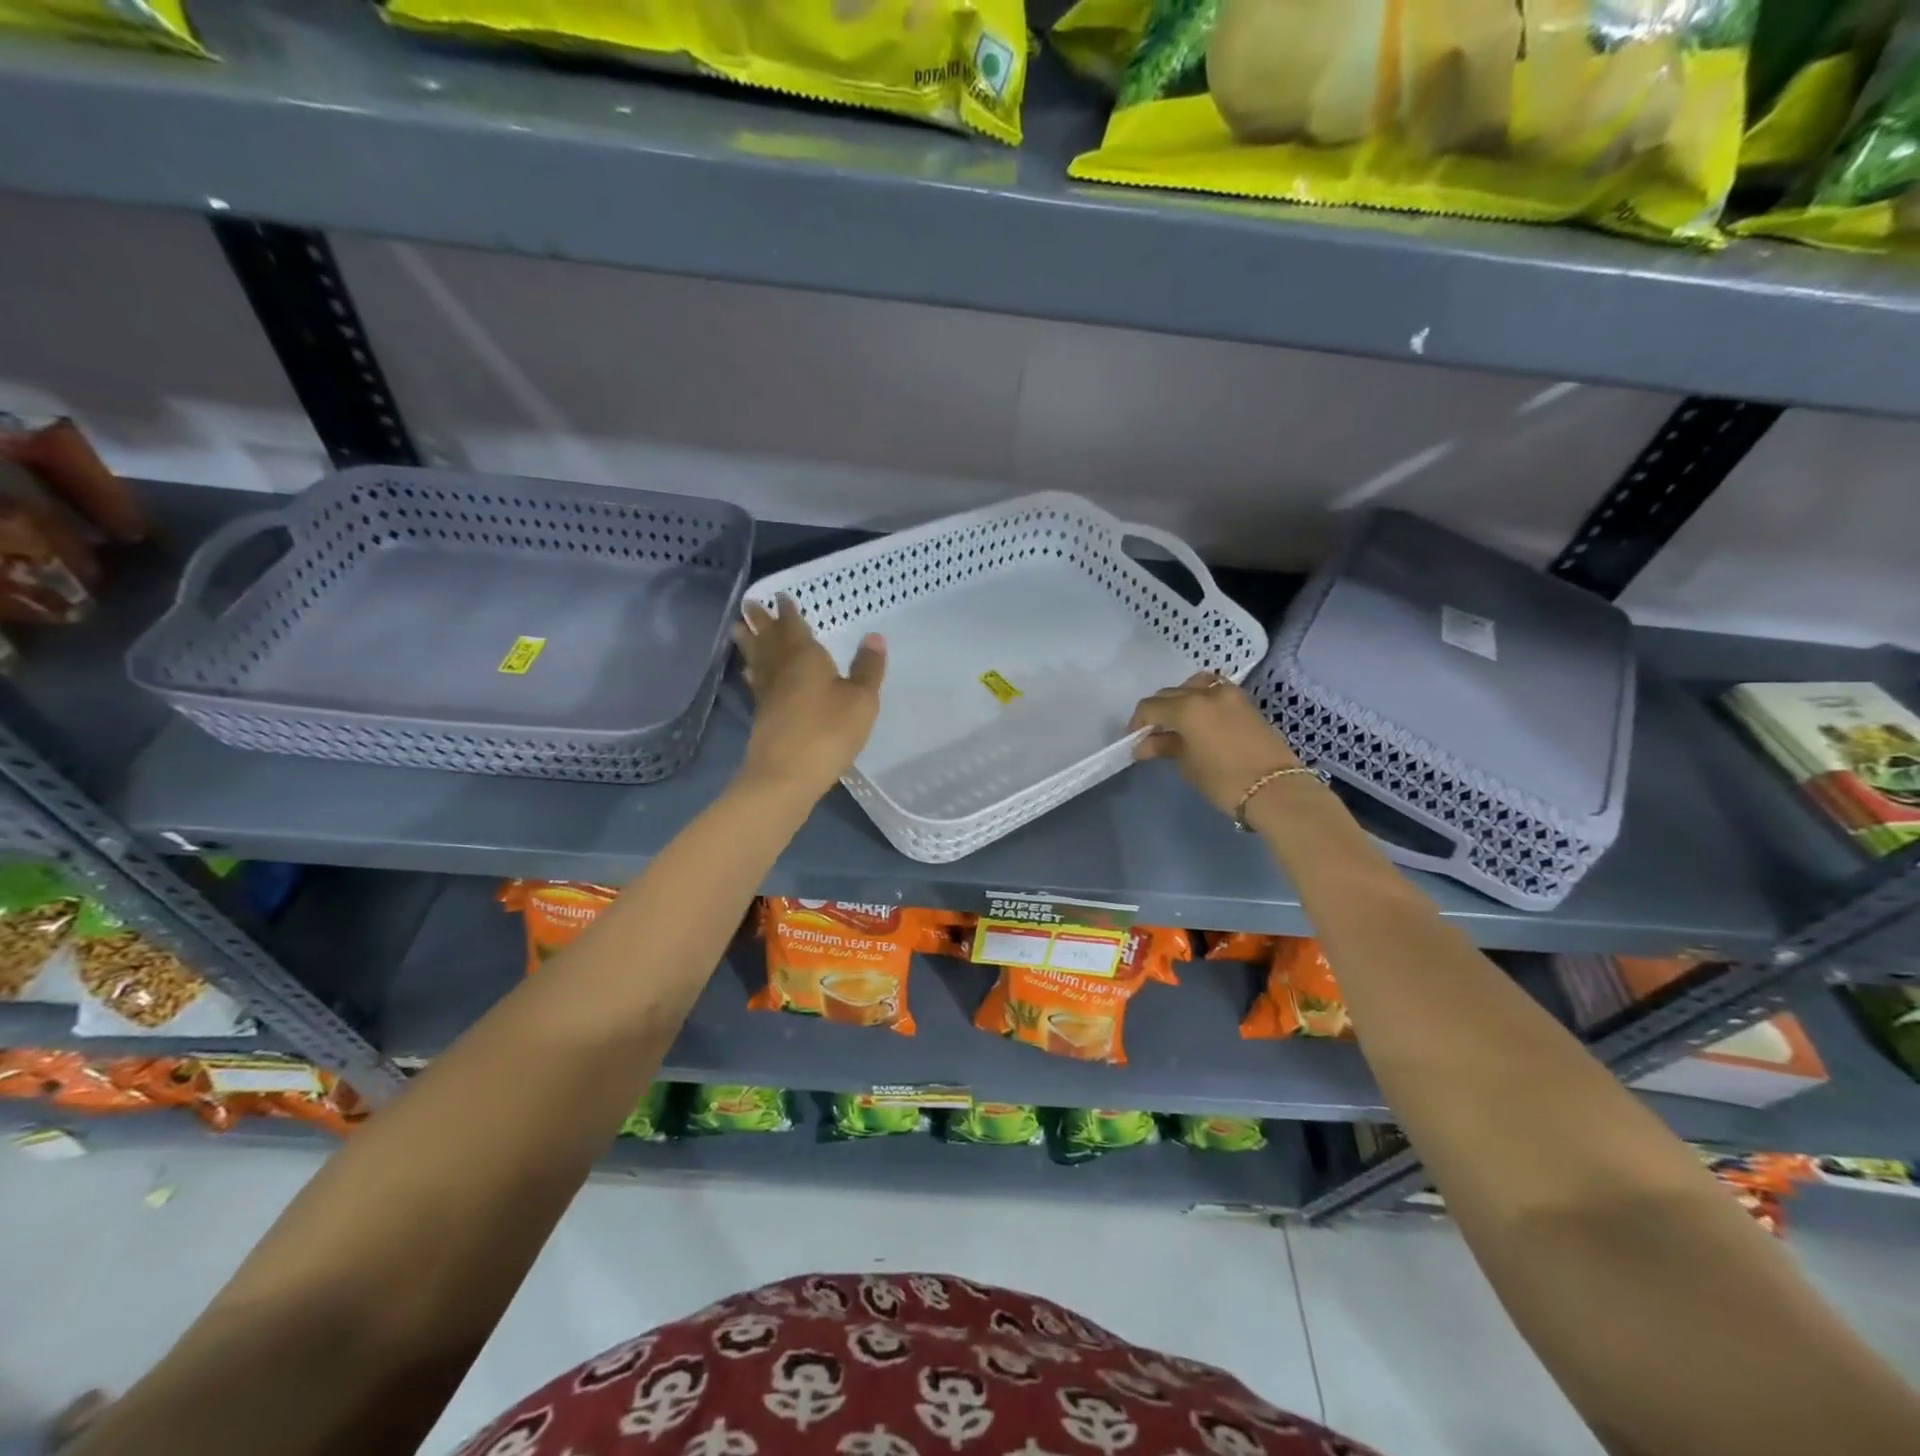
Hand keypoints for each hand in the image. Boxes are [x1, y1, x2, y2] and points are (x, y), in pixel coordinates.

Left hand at [732, 595, 884, 799]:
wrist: (786, 775)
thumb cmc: (828, 732)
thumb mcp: (861, 700)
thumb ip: (867, 669)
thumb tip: (874, 637)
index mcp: (805, 658)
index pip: (794, 627)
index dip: (788, 612)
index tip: (781, 597)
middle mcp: (782, 670)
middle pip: (770, 640)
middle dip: (761, 621)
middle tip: (748, 604)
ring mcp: (768, 694)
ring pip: (758, 659)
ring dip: (749, 642)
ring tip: (737, 628)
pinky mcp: (762, 716)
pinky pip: (757, 683)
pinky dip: (753, 672)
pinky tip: (751, 674)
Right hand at [1128, 672, 1301, 817]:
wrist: (1277, 789)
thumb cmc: (1225, 781)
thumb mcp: (1188, 765)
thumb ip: (1165, 747)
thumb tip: (1145, 744)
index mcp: (1187, 707)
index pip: (1150, 707)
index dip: (1138, 723)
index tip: (1134, 740)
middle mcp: (1206, 692)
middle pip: (1170, 694)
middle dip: (1157, 712)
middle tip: (1153, 735)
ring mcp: (1229, 694)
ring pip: (1193, 685)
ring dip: (1180, 699)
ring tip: (1177, 722)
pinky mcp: (1244, 702)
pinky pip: (1213, 690)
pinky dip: (1200, 699)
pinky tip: (1199, 720)